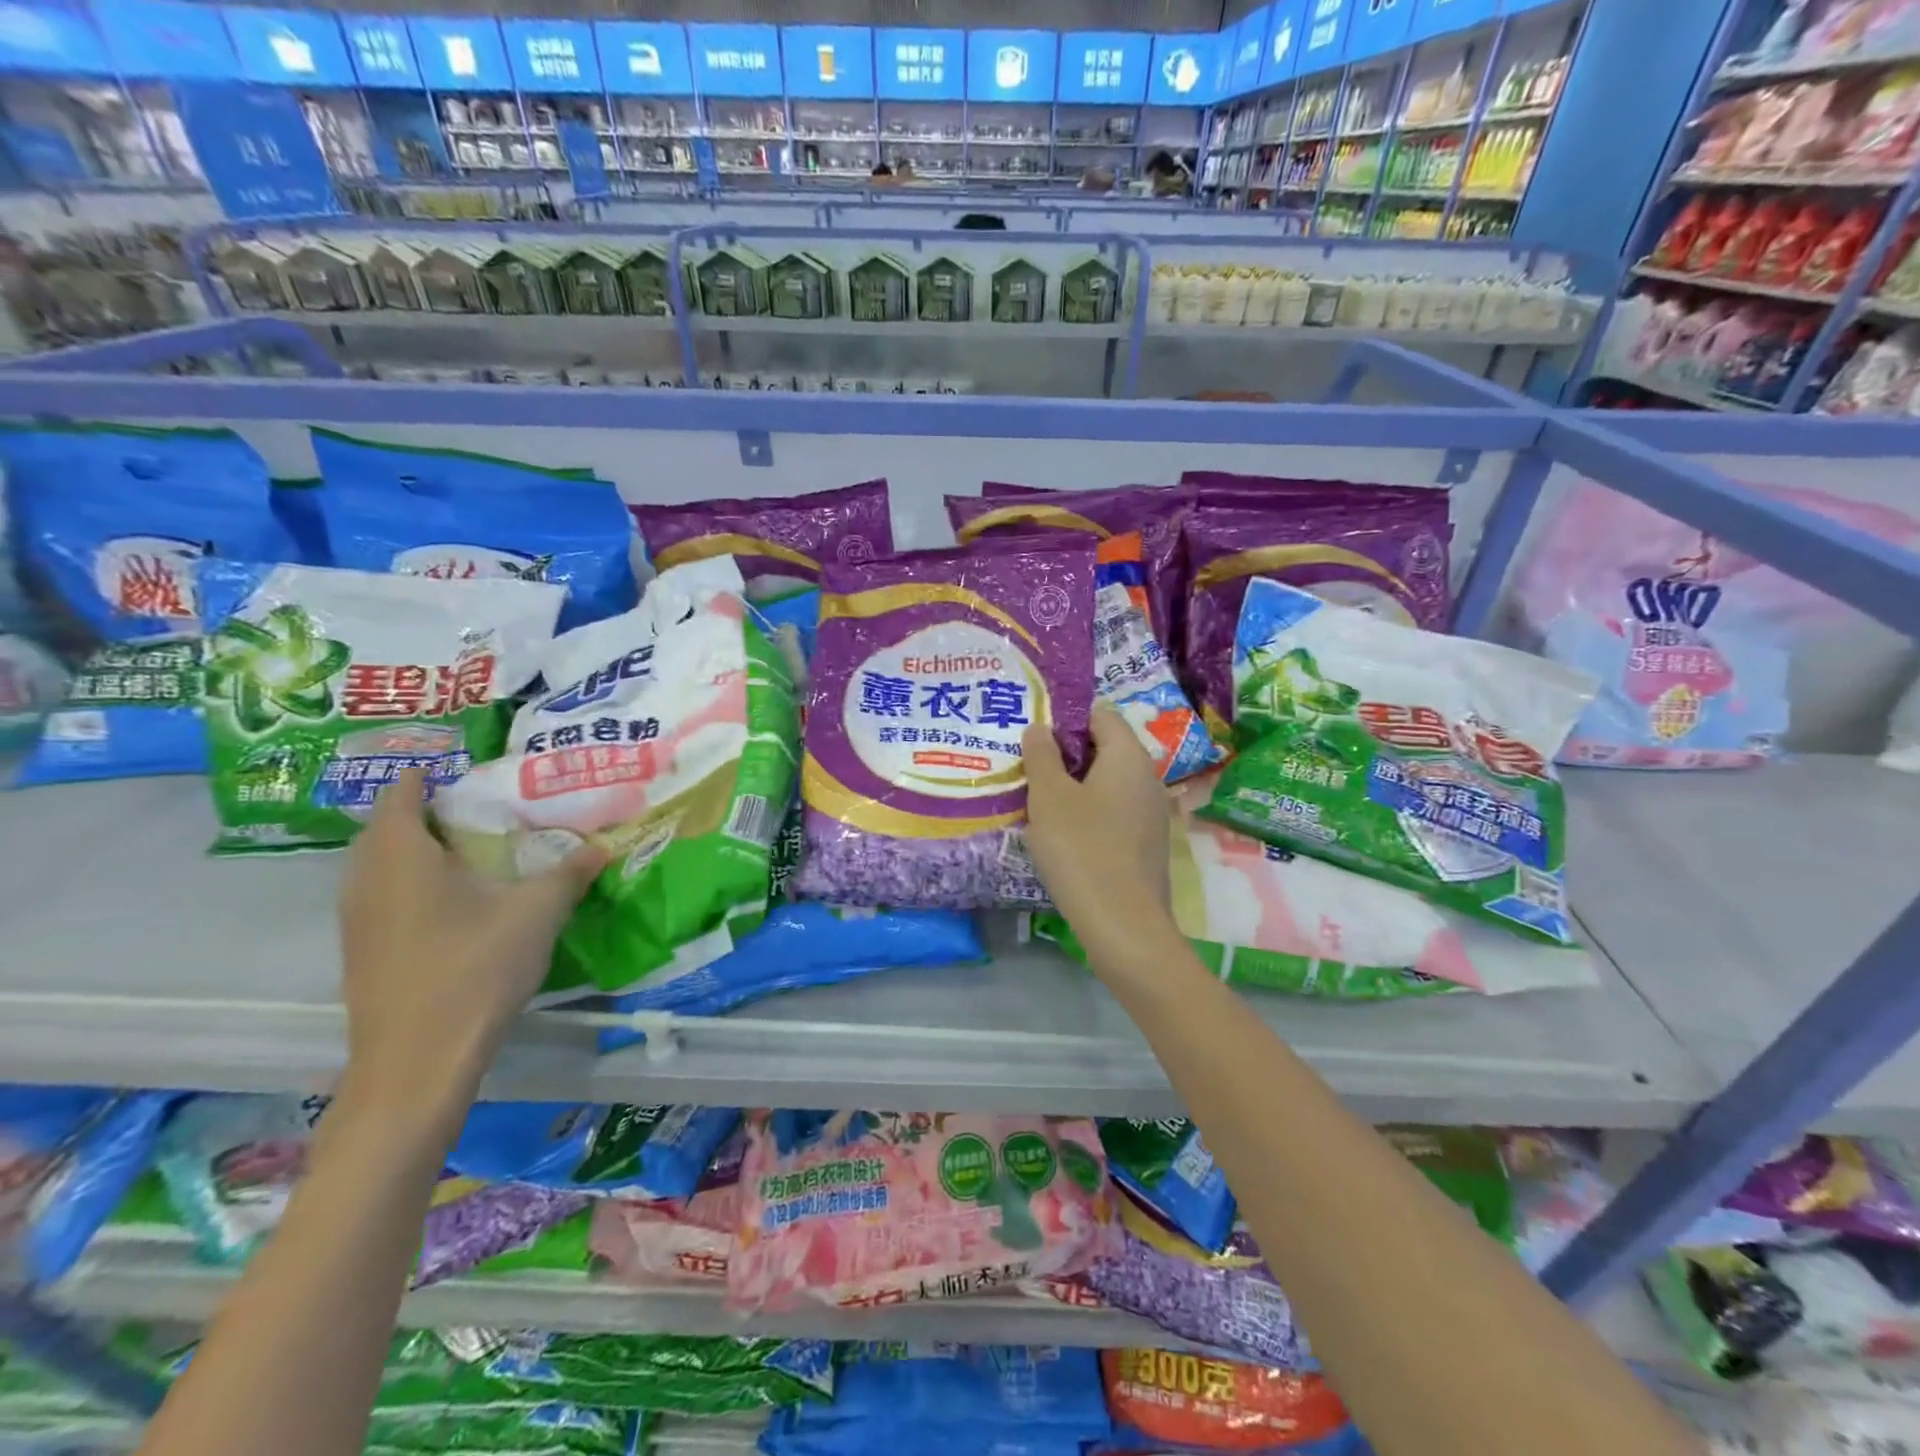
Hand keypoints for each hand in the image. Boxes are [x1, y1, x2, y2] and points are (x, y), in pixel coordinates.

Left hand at [337, 768, 604, 1128]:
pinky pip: (380, 896)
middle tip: (476, 808)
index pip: (401, 795)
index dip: (426, 776)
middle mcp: (366, 880)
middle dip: (424, 812)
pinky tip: (451, 902)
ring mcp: (357, 920)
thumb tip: (603, 846)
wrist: (418, 1061)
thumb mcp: (537, 912)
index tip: (463, 770)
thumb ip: (570, 873)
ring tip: (467, 850)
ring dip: (414, 850)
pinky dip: (409, 883)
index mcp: (402, 856)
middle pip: (385, 828)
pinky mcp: (362, 952)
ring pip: (378, 865)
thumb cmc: (475, 968)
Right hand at [1023, 703, 1172, 946]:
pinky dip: (1088, 813)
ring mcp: (1151, 813)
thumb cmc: (1081, 849)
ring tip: (1038, 802)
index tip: (1034, 737)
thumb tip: (1040, 728)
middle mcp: (1147, 778)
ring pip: (1107, 783)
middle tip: (1028, 769)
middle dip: (1065, 755)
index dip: (1066, 718)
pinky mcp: (1146, 844)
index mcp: (1128, 756)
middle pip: (1105, 749)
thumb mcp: (1049, 797)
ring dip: (1074, 787)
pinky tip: (1062, 835)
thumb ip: (1042, 756)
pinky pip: (1114, 812)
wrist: (1123, 925)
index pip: (1100, 714)